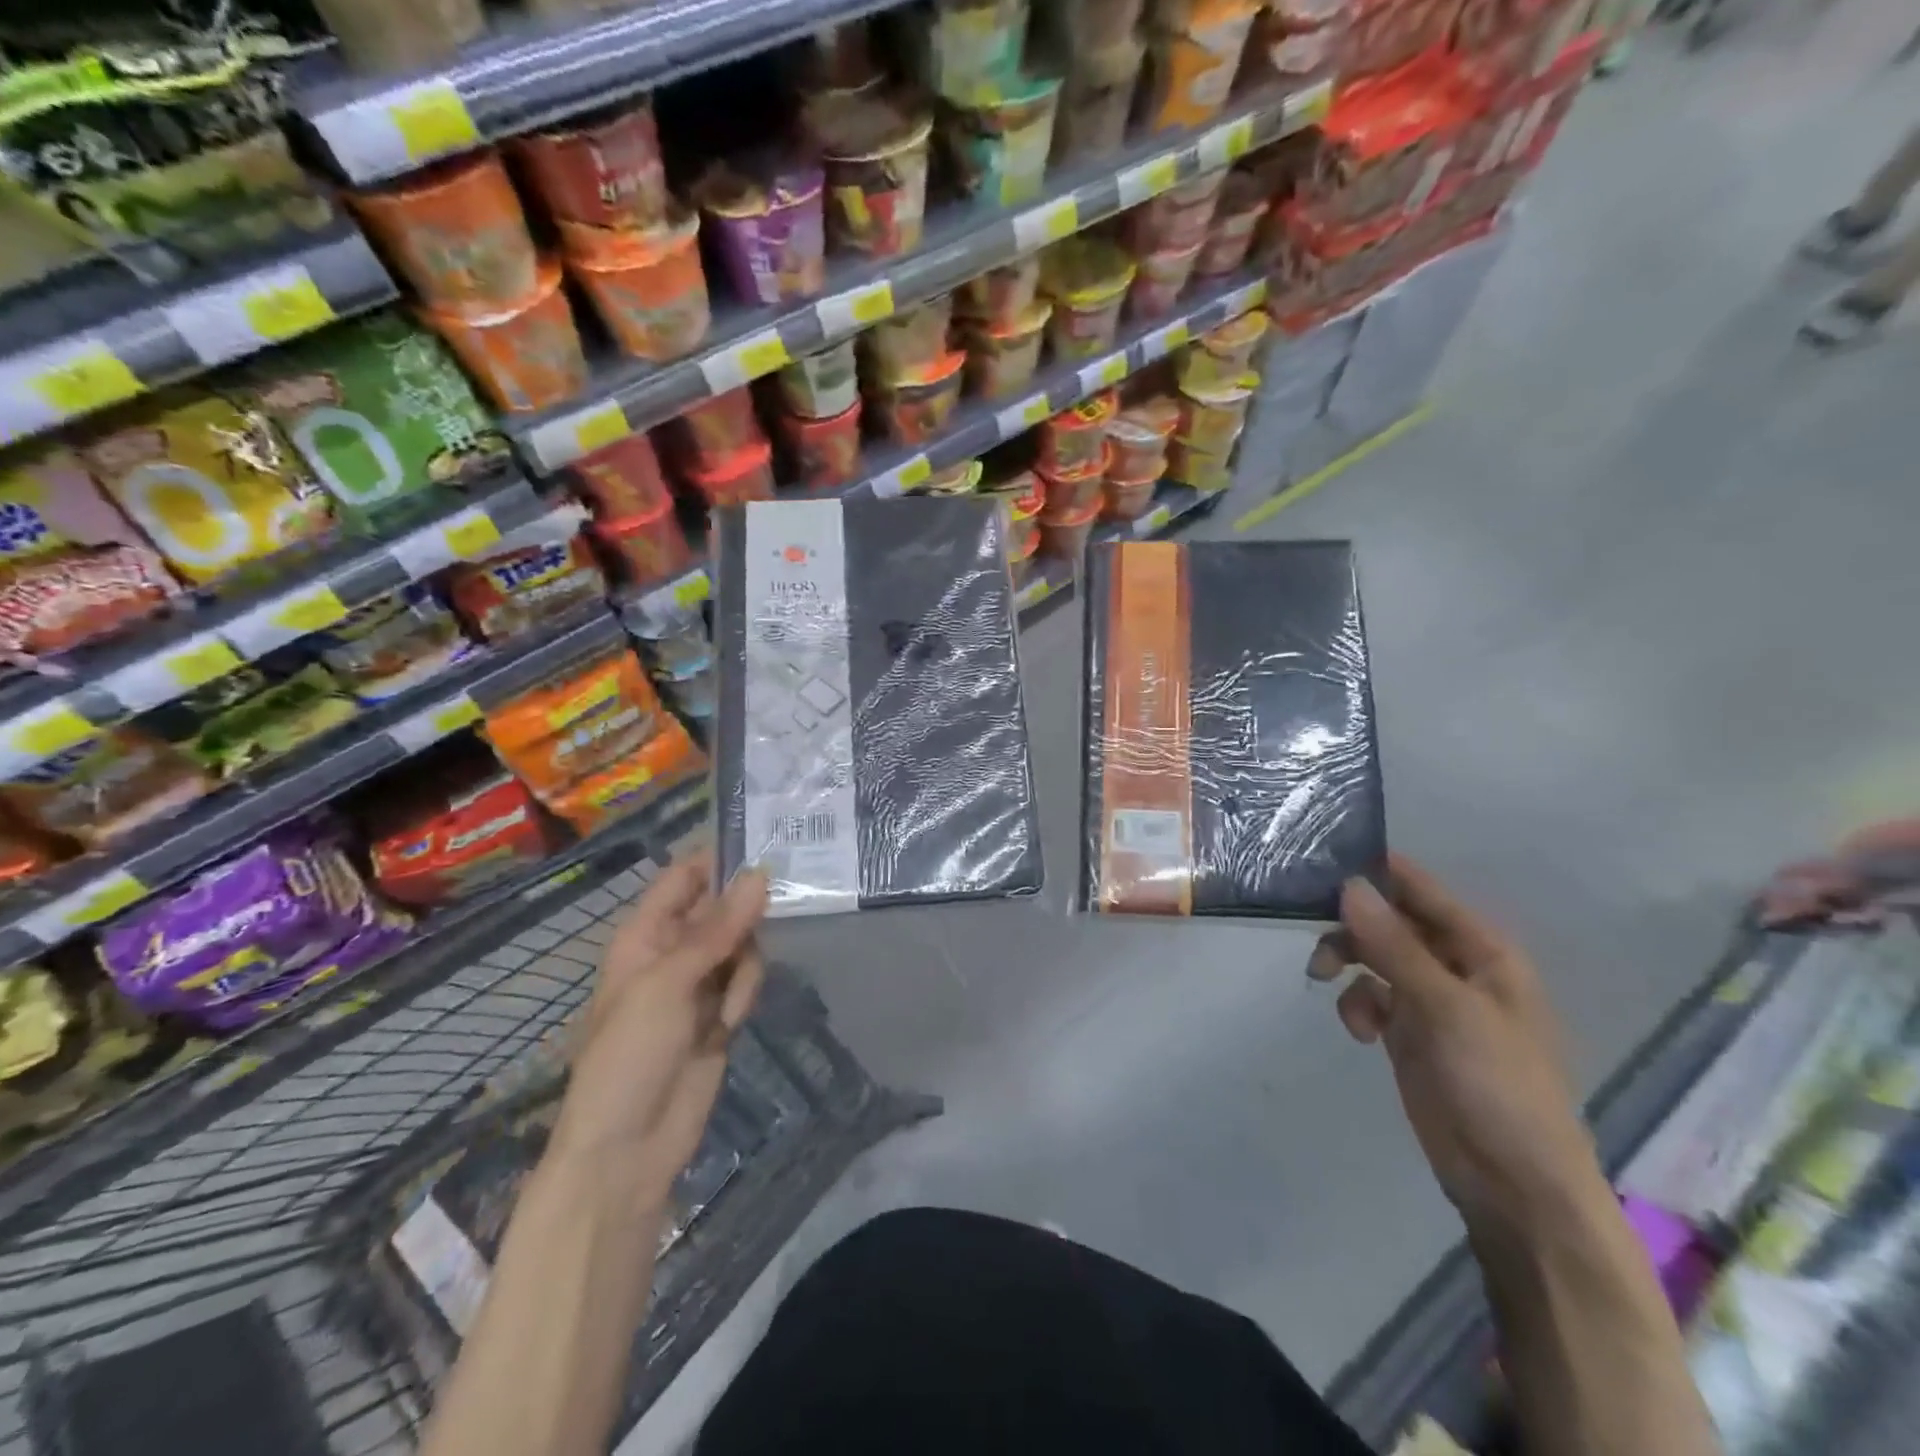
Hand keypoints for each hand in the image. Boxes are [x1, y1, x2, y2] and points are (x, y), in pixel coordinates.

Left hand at [548, 855, 768, 1212]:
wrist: (628, 1150)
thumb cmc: (630, 1056)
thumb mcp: (668, 984)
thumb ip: (718, 929)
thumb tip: (761, 873)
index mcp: (645, 935)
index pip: (684, 877)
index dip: (719, 859)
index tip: (768, 844)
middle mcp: (673, 951)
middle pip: (722, 908)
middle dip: (747, 911)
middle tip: (783, 907)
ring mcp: (698, 984)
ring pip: (742, 944)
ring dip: (746, 964)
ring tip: (729, 1002)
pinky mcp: (720, 1013)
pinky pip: (747, 980)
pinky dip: (746, 993)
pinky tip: (732, 1020)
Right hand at [1308, 854, 1603, 1232]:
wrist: (1514, 1184)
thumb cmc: (1498, 1084)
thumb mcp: (1446, 1008)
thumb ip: (1394, 945)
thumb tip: (1348, 885)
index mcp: (1481, 949)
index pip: (1420, 889)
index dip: (1374, 871)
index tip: (1319, 862)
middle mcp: (1454, 965)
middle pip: (1388, 919)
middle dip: (1349, 923)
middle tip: (1311, 931)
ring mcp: (1429, 999)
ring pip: (1372, 954)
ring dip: (1346, 961)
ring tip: (1324, 979)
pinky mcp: (1408, 1031)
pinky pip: (1369, 996)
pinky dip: (1357, 1005)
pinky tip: (1361, 1032)